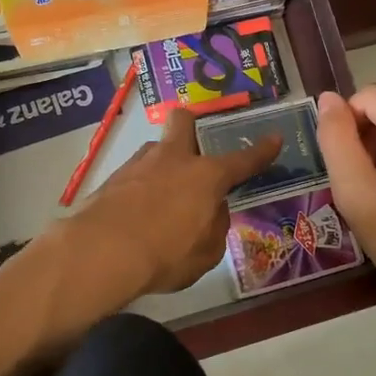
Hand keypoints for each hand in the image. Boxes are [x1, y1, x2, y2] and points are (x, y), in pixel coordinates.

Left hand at [54, 108, 279, 305]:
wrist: (101, 252)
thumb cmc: (165, 254)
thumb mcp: (206, 252)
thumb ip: (214, 226)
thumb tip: (212, 211)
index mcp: (206, 176)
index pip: (242, 160)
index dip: (261, 151)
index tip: (274, 139)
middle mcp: (173, 159)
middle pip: (184, 121)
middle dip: (193, 127)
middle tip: (195, 151)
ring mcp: (139, 164)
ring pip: (156, 148)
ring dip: (163, 164)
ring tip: (163, 196)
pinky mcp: (111, 178)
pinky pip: (135, 174)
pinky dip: (141, 188)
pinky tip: (138, 212)